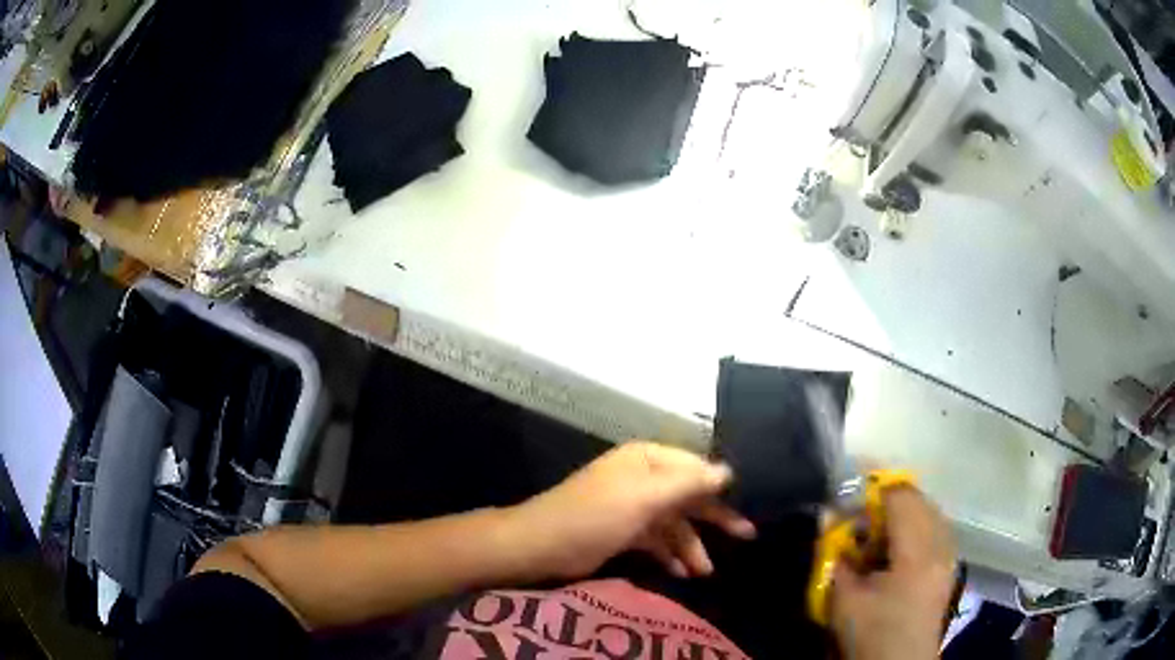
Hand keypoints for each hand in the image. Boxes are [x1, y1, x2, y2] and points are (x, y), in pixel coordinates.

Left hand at [508, 442, 755, 581]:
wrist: (542, 546)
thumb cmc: (597, 515)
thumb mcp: (646, 497)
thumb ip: (689, 483)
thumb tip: (729, 470)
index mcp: (647, 459)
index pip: (696, 466)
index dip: (721, 484)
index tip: (751, 502)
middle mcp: (643, 478)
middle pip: (689, 495)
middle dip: (714, 517)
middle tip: (747, 535)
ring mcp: (633, 506)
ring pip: (674, 523)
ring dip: (690, 545)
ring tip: (705, 572)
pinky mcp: (623, 532)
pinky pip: (656, 540)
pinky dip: (669, 554)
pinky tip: (681, 572)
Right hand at [831, 488, 956, 659]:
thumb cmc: (871, 635)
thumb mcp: (844, 600)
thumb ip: (836, 556)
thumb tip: (828, 518)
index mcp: (918, 552)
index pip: (902, 497)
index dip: (874, 490)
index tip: (849, 499)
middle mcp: (941, 545)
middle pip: (919, 500)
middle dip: (888, 502)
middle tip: (860, 520)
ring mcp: (950, 555)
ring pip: (930, 513)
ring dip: (903, 515)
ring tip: (877, 536)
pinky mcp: (949, 566)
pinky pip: (935, 529)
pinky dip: (915, 528)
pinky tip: (896, 551)